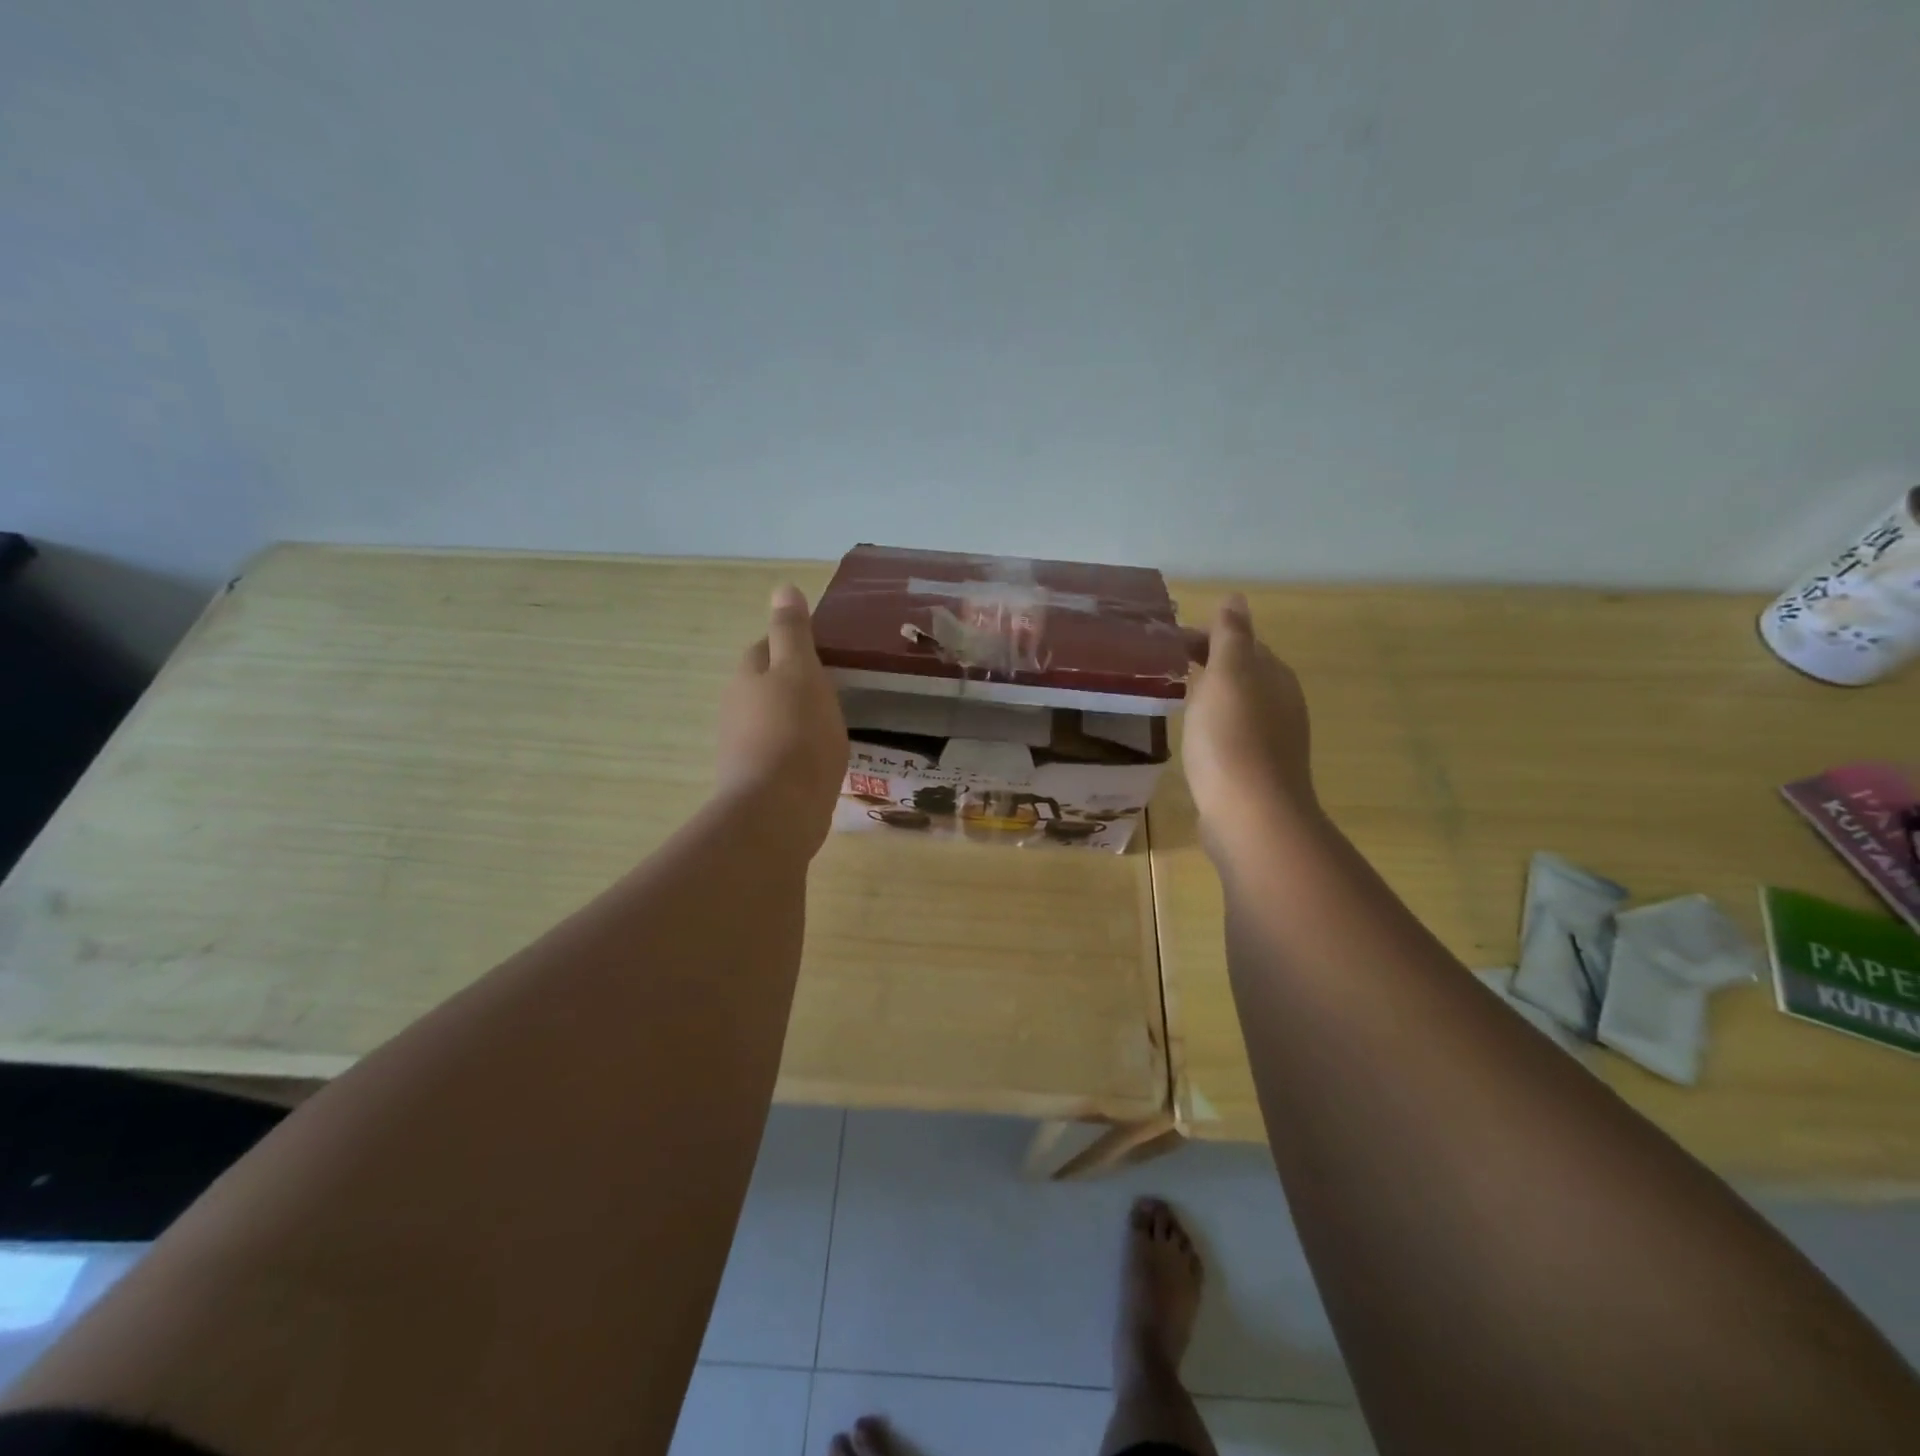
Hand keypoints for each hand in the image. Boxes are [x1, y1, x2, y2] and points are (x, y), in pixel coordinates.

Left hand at [716, 585, 848, 852]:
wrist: (777, 810)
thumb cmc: (796, 732)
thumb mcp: (801, 671)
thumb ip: (792, 632)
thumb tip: (782, 588)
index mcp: (747, 676)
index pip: (764, 648)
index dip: (791, 646)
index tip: (823, 655)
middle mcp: (736, 709)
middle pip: (765, 686)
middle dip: (792, 684)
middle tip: (833, 690)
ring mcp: (742, 748)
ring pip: (771, 721)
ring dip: (795, 720)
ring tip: (831, 727)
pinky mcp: (755, 781)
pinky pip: (778, 754)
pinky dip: (796, 752)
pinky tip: (819, 762)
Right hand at [1181, 594, 1319, 853]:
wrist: (1249, 815)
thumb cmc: (1232, 738)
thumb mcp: (1227, 675)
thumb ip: (1230, 636)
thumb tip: (1236, 598)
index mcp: (1274, 676)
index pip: (1241, 642)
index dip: (1206, 637)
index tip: (1166, 644)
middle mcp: (1281, 704)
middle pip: (1242, 673)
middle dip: (1208, 664)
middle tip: (1165, 667)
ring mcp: (1272, 741)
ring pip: (1238, 705)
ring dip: (1211, 696)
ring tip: (1176, 698)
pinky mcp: (1257, 771)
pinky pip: (1233, 735)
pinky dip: (1214, 726)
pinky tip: (1196, 738)